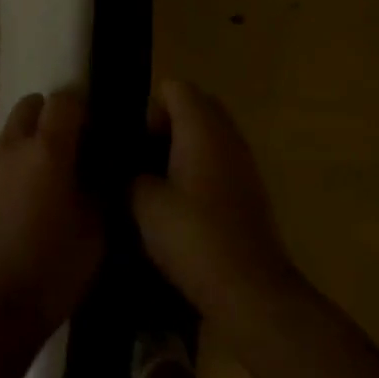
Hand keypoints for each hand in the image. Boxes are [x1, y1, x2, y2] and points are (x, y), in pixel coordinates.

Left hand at [0, 90, 103, 330]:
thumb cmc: (50, 270)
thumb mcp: (95, 232)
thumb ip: (100, 190)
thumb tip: (100, 170)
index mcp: (47, 150)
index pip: (64, 100)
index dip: (83, 108)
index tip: (97, 132)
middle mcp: (12, 147)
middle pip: (29, 106)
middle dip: (51, 116)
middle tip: (71, 149)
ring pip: (10, 135)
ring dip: (29, 144)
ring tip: (47, 184)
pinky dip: (12, 171)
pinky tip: (22, 210)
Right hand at [131, 80, 299, 333]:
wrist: (249, 290)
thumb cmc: (193, 237)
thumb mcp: (143, 205)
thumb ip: (130, 176)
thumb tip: (128, 171)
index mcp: (201, 126)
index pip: (174, 87)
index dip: (149, 108)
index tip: (135, 145)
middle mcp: (227, 134)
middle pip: (194, 106)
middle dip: (166, 125)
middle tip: (143, 161)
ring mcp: (243, 162)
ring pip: (208, 135)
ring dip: (183, 149)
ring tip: (158, 185)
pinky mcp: (250, 190)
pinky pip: (219, 161)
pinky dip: (199, 170)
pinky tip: (182, 207)